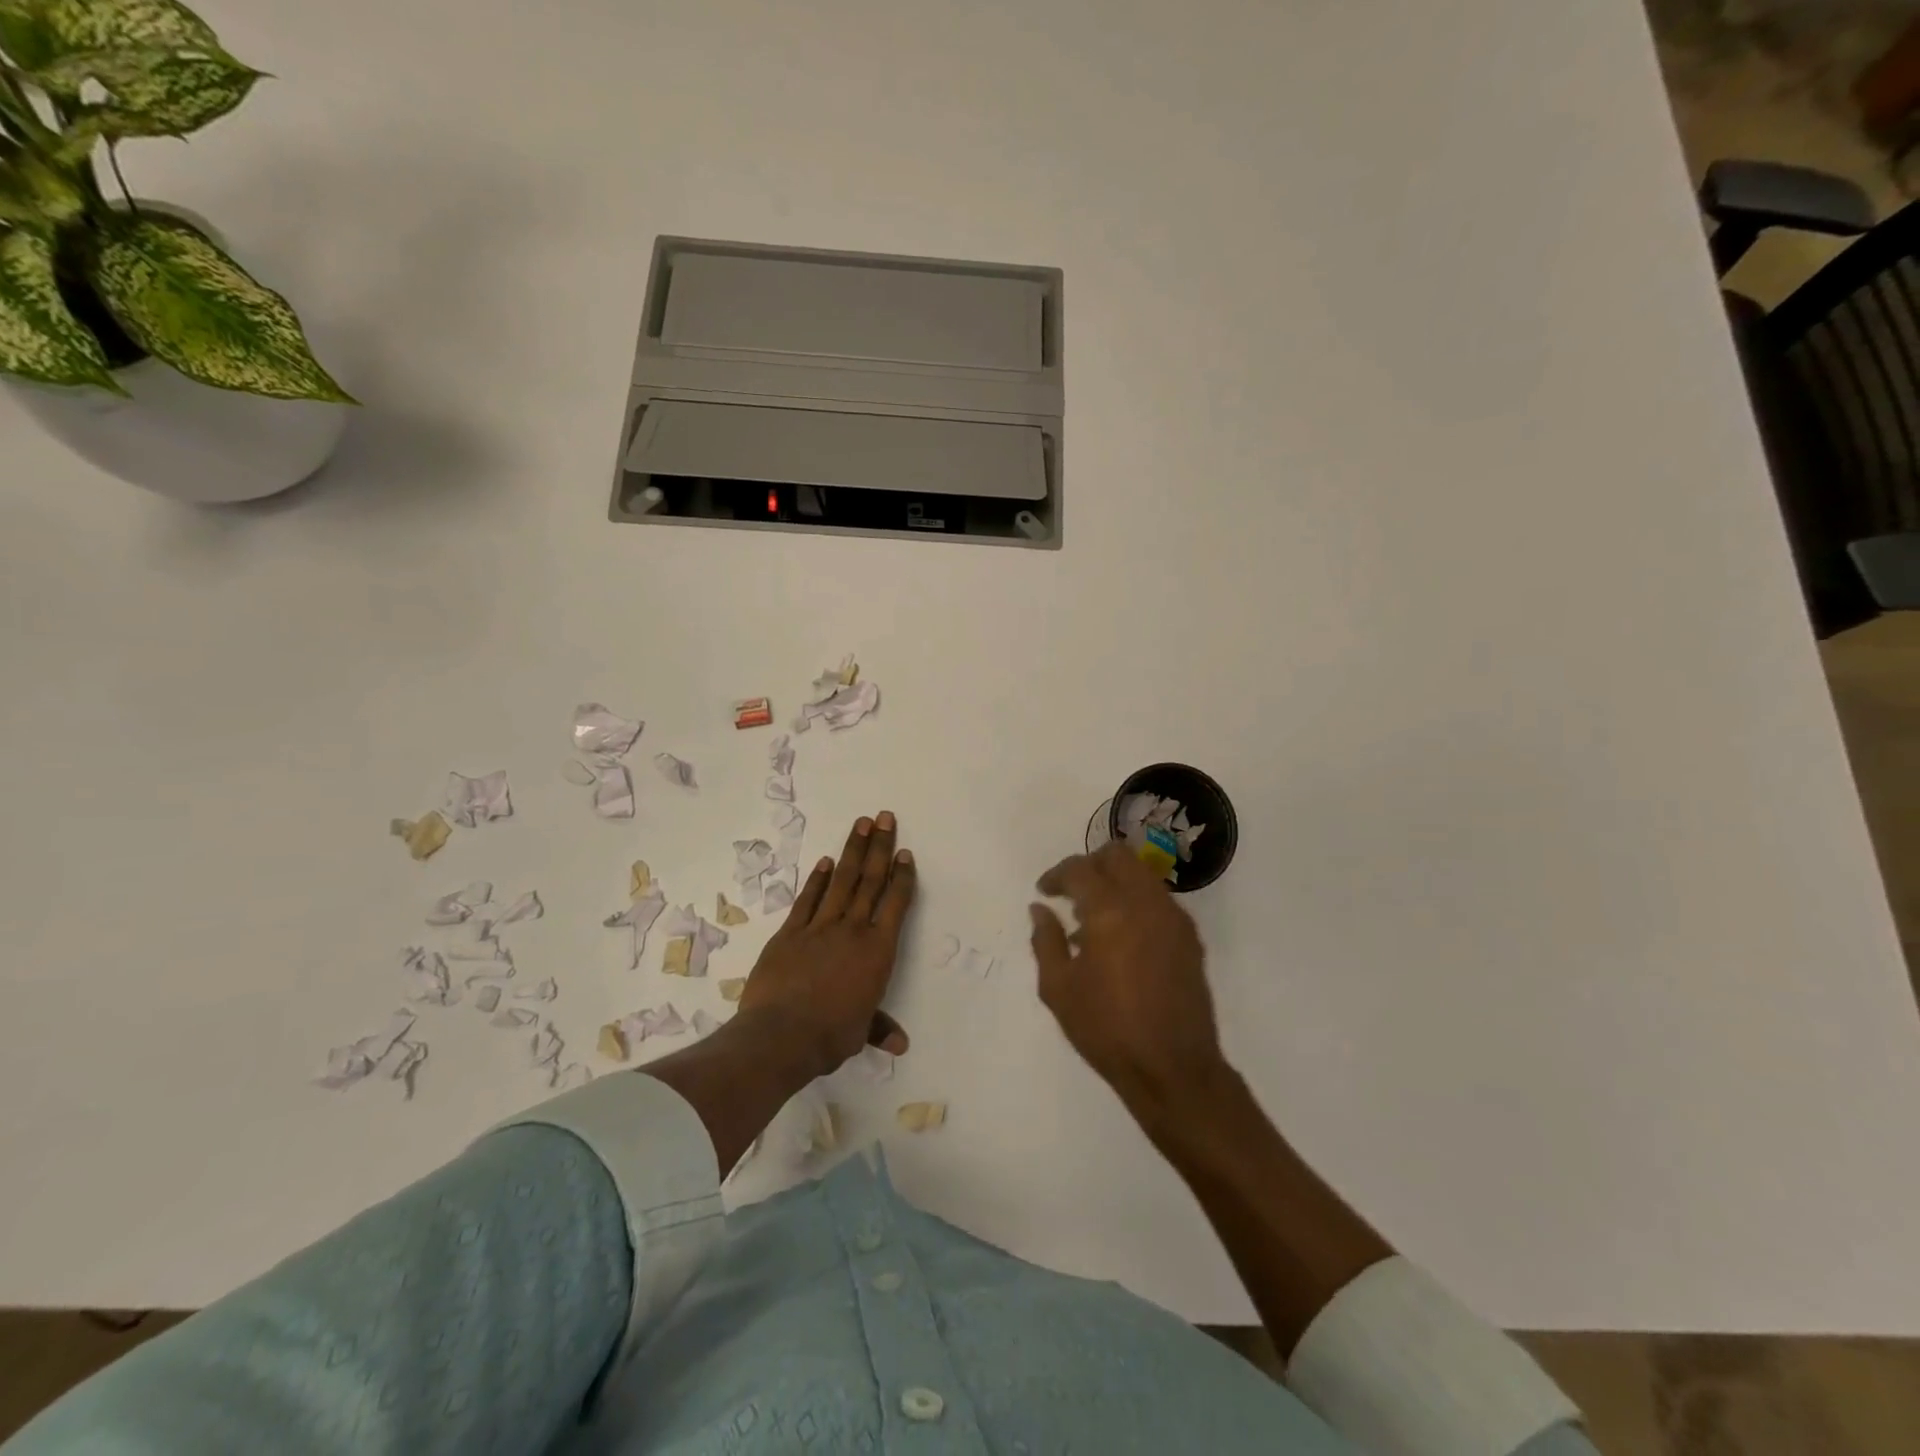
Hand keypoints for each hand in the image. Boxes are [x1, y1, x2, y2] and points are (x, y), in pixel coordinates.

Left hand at [738, 811, 915, 1077]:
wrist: (781, 1035)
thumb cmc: (830, 1035)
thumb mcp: (860, 1032)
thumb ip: (879, 1027)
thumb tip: (900, 1044)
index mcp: (877, 951)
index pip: (895, 904)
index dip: (902, 876)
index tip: (905, 852)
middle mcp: (852, 930)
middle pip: (870, 881)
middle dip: (880, 847)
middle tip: (885, 817)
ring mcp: (819, 927)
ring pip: (842, 881)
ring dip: (852, 850)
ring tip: (861, 824)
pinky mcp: (790, 932)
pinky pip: (807, 899)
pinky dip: (817, 879)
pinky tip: (825, 861)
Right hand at [1030, 841, 1224, 1110]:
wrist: (1173, 1069)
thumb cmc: (1107, 1029)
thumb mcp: (1059, 988)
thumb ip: (1045, 940)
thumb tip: (1040, 909)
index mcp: (1110, 910)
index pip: (1080, 869)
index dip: (1057, 875)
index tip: (1044, 891)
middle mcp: (1146, 903)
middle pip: (1118, 856)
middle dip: (1090, 865)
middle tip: (1071, 892)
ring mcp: (1174, 918)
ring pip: (1141, 875)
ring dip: (1114, 883)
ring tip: (1093, 919)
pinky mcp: (1190, 938)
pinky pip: (1158, 900)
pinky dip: (1135, 902)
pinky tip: (1120, 938)